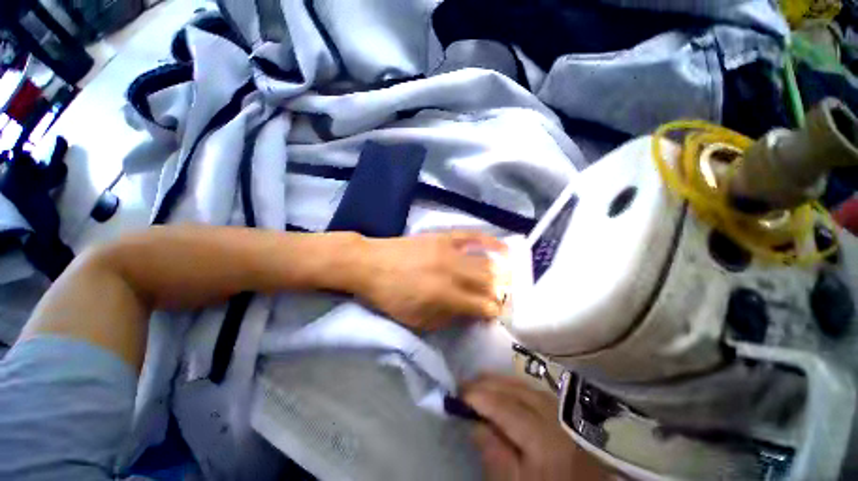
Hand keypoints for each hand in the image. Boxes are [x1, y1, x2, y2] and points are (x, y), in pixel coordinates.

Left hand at [358, 230, 506, 330]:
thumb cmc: (390, 296)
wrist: (370, 264)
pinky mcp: (443, 237)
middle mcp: (451, 272)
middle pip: (488, 282)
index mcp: (444, 296)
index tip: (498, 313)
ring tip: (508, 278)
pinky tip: (504, 247)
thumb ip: (445, 318)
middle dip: (500, 293)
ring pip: (484, 262)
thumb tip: (468, 313)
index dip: (493, 311)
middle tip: (503, 297)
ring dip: (500, 273)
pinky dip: (490, 241)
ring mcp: (449, 251)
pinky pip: (472, 236)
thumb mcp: (415, 319)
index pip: (481, 305)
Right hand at [463, 375, 609, 480]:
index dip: (481, 398)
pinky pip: (533, 389)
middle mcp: (555, 417)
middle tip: (463, 385)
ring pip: (525, 385)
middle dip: (487, 384)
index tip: (458, 395)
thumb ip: (495, 456)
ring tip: (478, 381)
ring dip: (499, 381)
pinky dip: (514, 385)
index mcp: (546, 439)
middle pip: (516, 390)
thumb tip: (474, 423)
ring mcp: (561, 411)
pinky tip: (503, 386)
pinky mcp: (563, 412)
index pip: (507, 408)